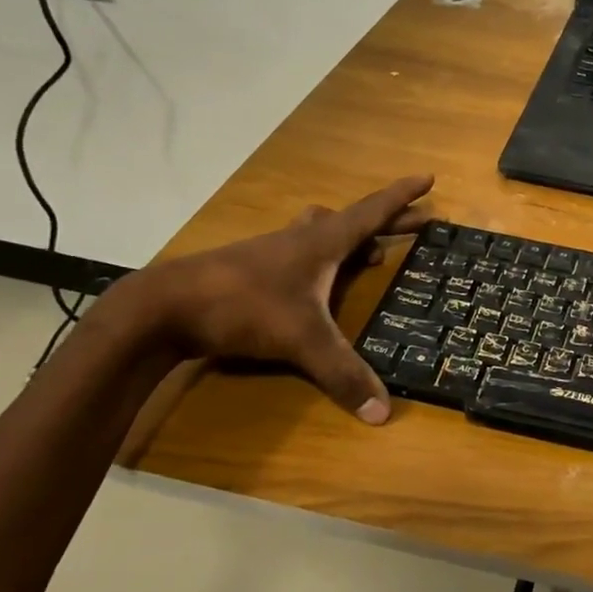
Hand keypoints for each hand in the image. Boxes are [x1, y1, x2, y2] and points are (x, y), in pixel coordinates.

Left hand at [141, 175, 433, 422]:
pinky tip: (316, 279)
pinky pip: (300, 251)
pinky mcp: (252, 269)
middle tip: (419, 221)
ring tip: (370, 250)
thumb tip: (383, 414)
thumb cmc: (244, 306)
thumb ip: (342, 373)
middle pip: (354, 220)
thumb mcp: (301, 340)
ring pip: (322, 231)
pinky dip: (321, 256)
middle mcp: (302, 239)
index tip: (428, 178)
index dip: (403, 196)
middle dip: (389, 220)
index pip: (373, 211)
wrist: (164, 307)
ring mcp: (274, 251)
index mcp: (323, 243)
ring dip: (350, 236)